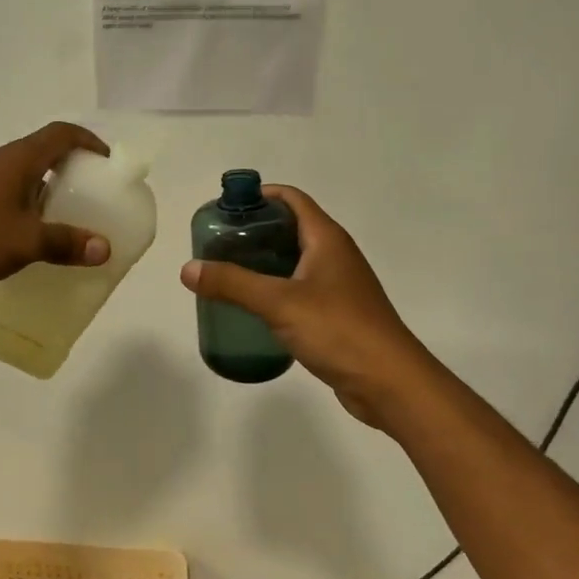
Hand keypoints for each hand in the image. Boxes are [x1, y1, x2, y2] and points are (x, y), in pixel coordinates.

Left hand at [0, 123, 112, 300]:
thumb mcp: (25, 241)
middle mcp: (2, 165)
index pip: (62, 134)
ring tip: (74, 223)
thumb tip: (104, 248)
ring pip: (28, 181)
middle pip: (46, 154)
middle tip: (97, 198)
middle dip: (75, 171)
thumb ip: (66, 243)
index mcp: (18, 160)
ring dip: (52, 195)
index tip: (108, 164)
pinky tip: (37, 244)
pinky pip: (13, 202)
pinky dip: (32, 214)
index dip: (89, 141)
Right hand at [180, 186, 433, 427]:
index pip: (292, 199)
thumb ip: (233, 283)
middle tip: (218, 243)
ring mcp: (338, 285)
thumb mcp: (279, 303)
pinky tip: (253, 307)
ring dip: (264, 262)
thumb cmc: (338, 330)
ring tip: (227, 272)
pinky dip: (275, 289)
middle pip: (291, 228)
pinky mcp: (337, 314)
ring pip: (295, 261)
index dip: (260, 195)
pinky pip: (299, 289)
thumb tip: (188, 268)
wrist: (390, 383)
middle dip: (255, 230)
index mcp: (327, 239)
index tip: (226, 207)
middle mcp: (335, 255)